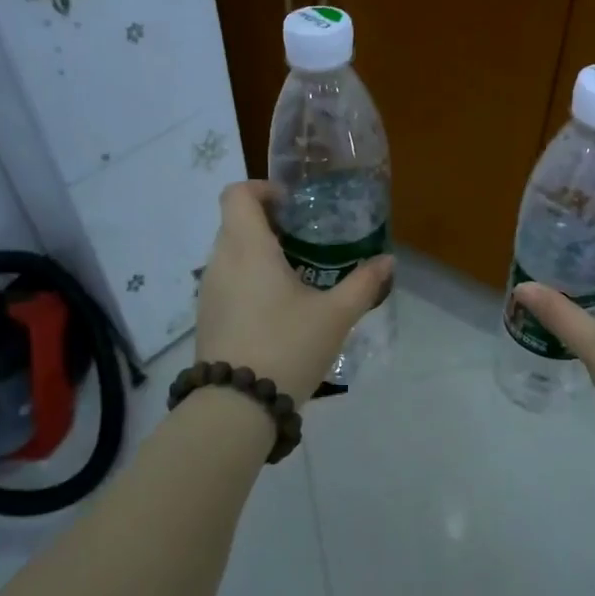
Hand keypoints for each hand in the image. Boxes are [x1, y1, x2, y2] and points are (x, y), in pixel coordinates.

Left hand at [196, 181, 393, 404]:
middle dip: (268, 223)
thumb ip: (363, 284)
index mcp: (247, 248)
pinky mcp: (206, 317)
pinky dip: (248, 279)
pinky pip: (226, 280)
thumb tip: (387, 261)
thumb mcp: (335, 316)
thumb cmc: (287, 346)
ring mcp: (208, 290)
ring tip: (295, 275)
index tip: (292, 206)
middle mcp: (220, 261)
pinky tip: (277, 308)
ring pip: (230, 253)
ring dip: (258, 253)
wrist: (236, 406)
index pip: (237, 194)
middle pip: (235, 222)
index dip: (262, 189)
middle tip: (304, 241)